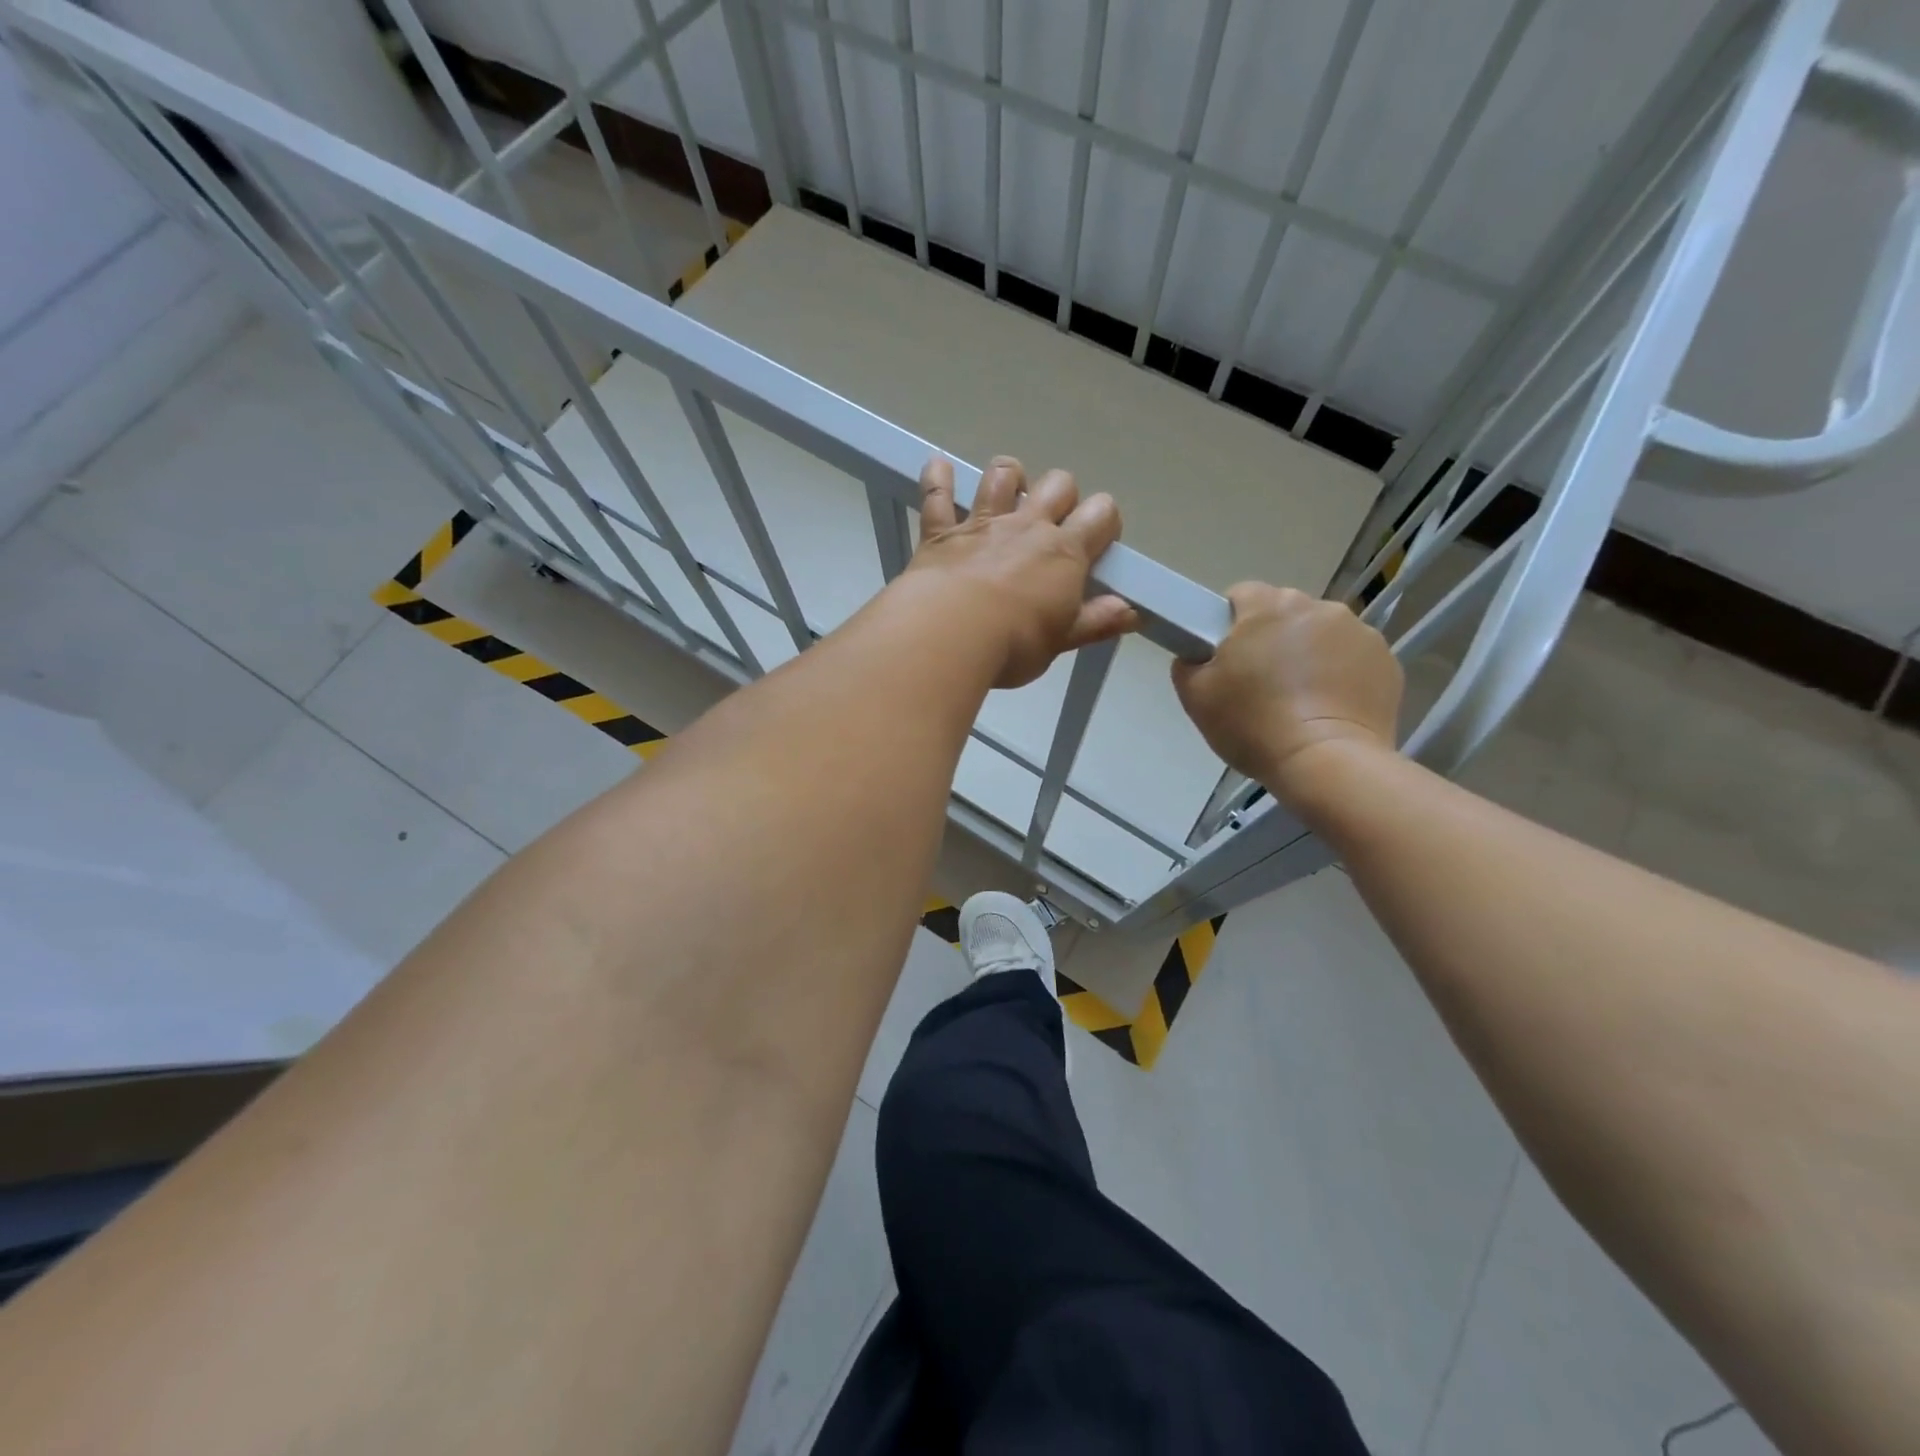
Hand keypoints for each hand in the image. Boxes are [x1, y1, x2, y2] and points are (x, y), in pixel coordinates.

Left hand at [907, 455, 1137, 688]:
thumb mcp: (1062, 640)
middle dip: (1062, 495)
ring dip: (1009, 476)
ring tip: (1009, 490)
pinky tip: (940, 467)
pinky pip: (937, 494)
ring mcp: (983, 523)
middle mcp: (1027, 526)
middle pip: (1058, 484)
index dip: (1105, 522)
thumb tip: (1131, 612)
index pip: (1101, 515)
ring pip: (1002, 476)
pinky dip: (938, 478)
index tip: (1098, 543)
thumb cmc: (1014, 643)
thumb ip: (1096, 622)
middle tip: (1054, 522)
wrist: (950, 633)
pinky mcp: (941, 531)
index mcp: (1065, 552)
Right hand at [1172, 584, 1402, 802]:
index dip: (1228, 624)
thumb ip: (1189, 663)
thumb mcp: (1196, 697)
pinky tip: (1328, 708)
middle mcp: (1316, 607)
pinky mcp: (1386, 660)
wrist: (1325, 762)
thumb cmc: (1253, 724)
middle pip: (1284, 613)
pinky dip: (1340, 674)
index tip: (1227, 657)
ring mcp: (1359, 631)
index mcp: (1267, 607)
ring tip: (1299, 700)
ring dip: (1308, 654)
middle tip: (1260, 683)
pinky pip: (1352, 658)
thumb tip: (1197, 655)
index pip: (1240, 595)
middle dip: (1272, 638)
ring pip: (1321, 634)